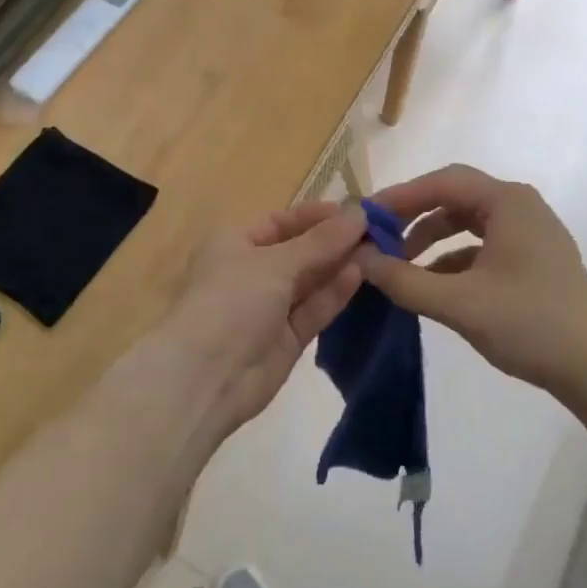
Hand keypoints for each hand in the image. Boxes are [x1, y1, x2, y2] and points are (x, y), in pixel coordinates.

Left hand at [140, 200, 365, 435]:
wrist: (206, 377)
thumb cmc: (232, 300)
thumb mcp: (275, 262)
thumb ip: (321, 241)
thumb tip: (359, 213)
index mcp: (234, 243)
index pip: (280, 221)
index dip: (316, 216)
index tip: (356, 211)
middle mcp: (250, 272)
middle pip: (298, 251)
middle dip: (334, 241)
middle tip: (379, 231)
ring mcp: (268, 308)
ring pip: (309, 281)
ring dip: (339, 265)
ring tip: (380, 250)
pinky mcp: (286, 339)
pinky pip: (313, 309)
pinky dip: (334, 293)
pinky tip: (361, 275)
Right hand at [359, 165, 586, 400]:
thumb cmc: (530, 325)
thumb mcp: (458, 304)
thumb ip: (403, 279)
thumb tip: (359, 258)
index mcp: (507, 202)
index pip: (440, 182)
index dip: (397, 197)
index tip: (363, 217)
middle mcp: (519, 207)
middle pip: (453, 197)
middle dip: (412, 216)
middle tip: (376, 237)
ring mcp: (529, 233)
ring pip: (466, 222)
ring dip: (430, 238)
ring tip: (398, 264)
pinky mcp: (532, 260)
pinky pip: (481, 246)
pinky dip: (451, 258)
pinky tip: (431, 285)